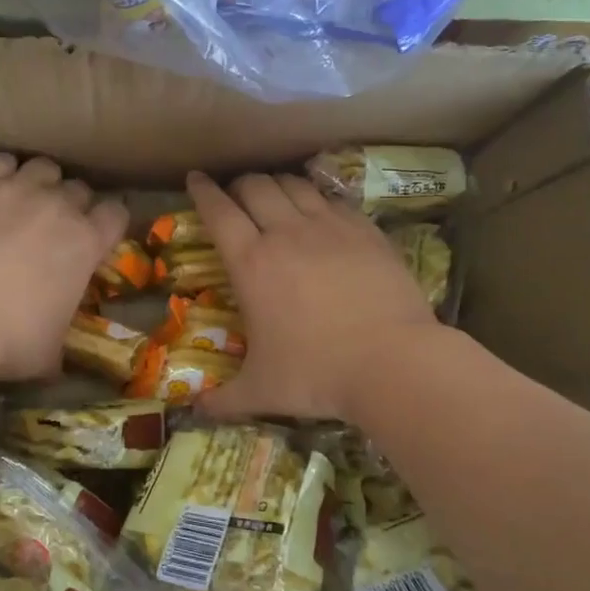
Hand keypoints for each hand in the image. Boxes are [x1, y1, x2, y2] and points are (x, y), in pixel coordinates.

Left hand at [0, 155, 127, 380]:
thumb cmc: (9, 339)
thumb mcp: (49, 354)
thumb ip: (60, 343)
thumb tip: (57, 362)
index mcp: (87, 244)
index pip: (116, 215)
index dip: (108, 223)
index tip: (97, 236)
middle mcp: (59, 207)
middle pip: (79, 189)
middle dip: (72, 204)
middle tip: (54, 227)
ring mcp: (17, 190)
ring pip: (44, 167)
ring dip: (40, 182)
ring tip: (24, 200)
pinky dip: (1, 171)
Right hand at [188, 171, 439, 420]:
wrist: (394, 362)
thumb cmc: (317, 374)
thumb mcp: (262, 391)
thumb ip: (225, 400)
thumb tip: (196, 412)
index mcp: (252, 264)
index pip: (218, 212)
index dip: (203, 191)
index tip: (195, 178)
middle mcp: (287, 234)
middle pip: (255, 187)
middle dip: (239, 185)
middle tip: (236, 196)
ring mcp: (330, 228)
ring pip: (295, 185)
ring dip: (277, 185)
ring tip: (275, 195)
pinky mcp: (366, 231)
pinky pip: (334, 200)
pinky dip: (318, 198)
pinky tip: (321, 210)